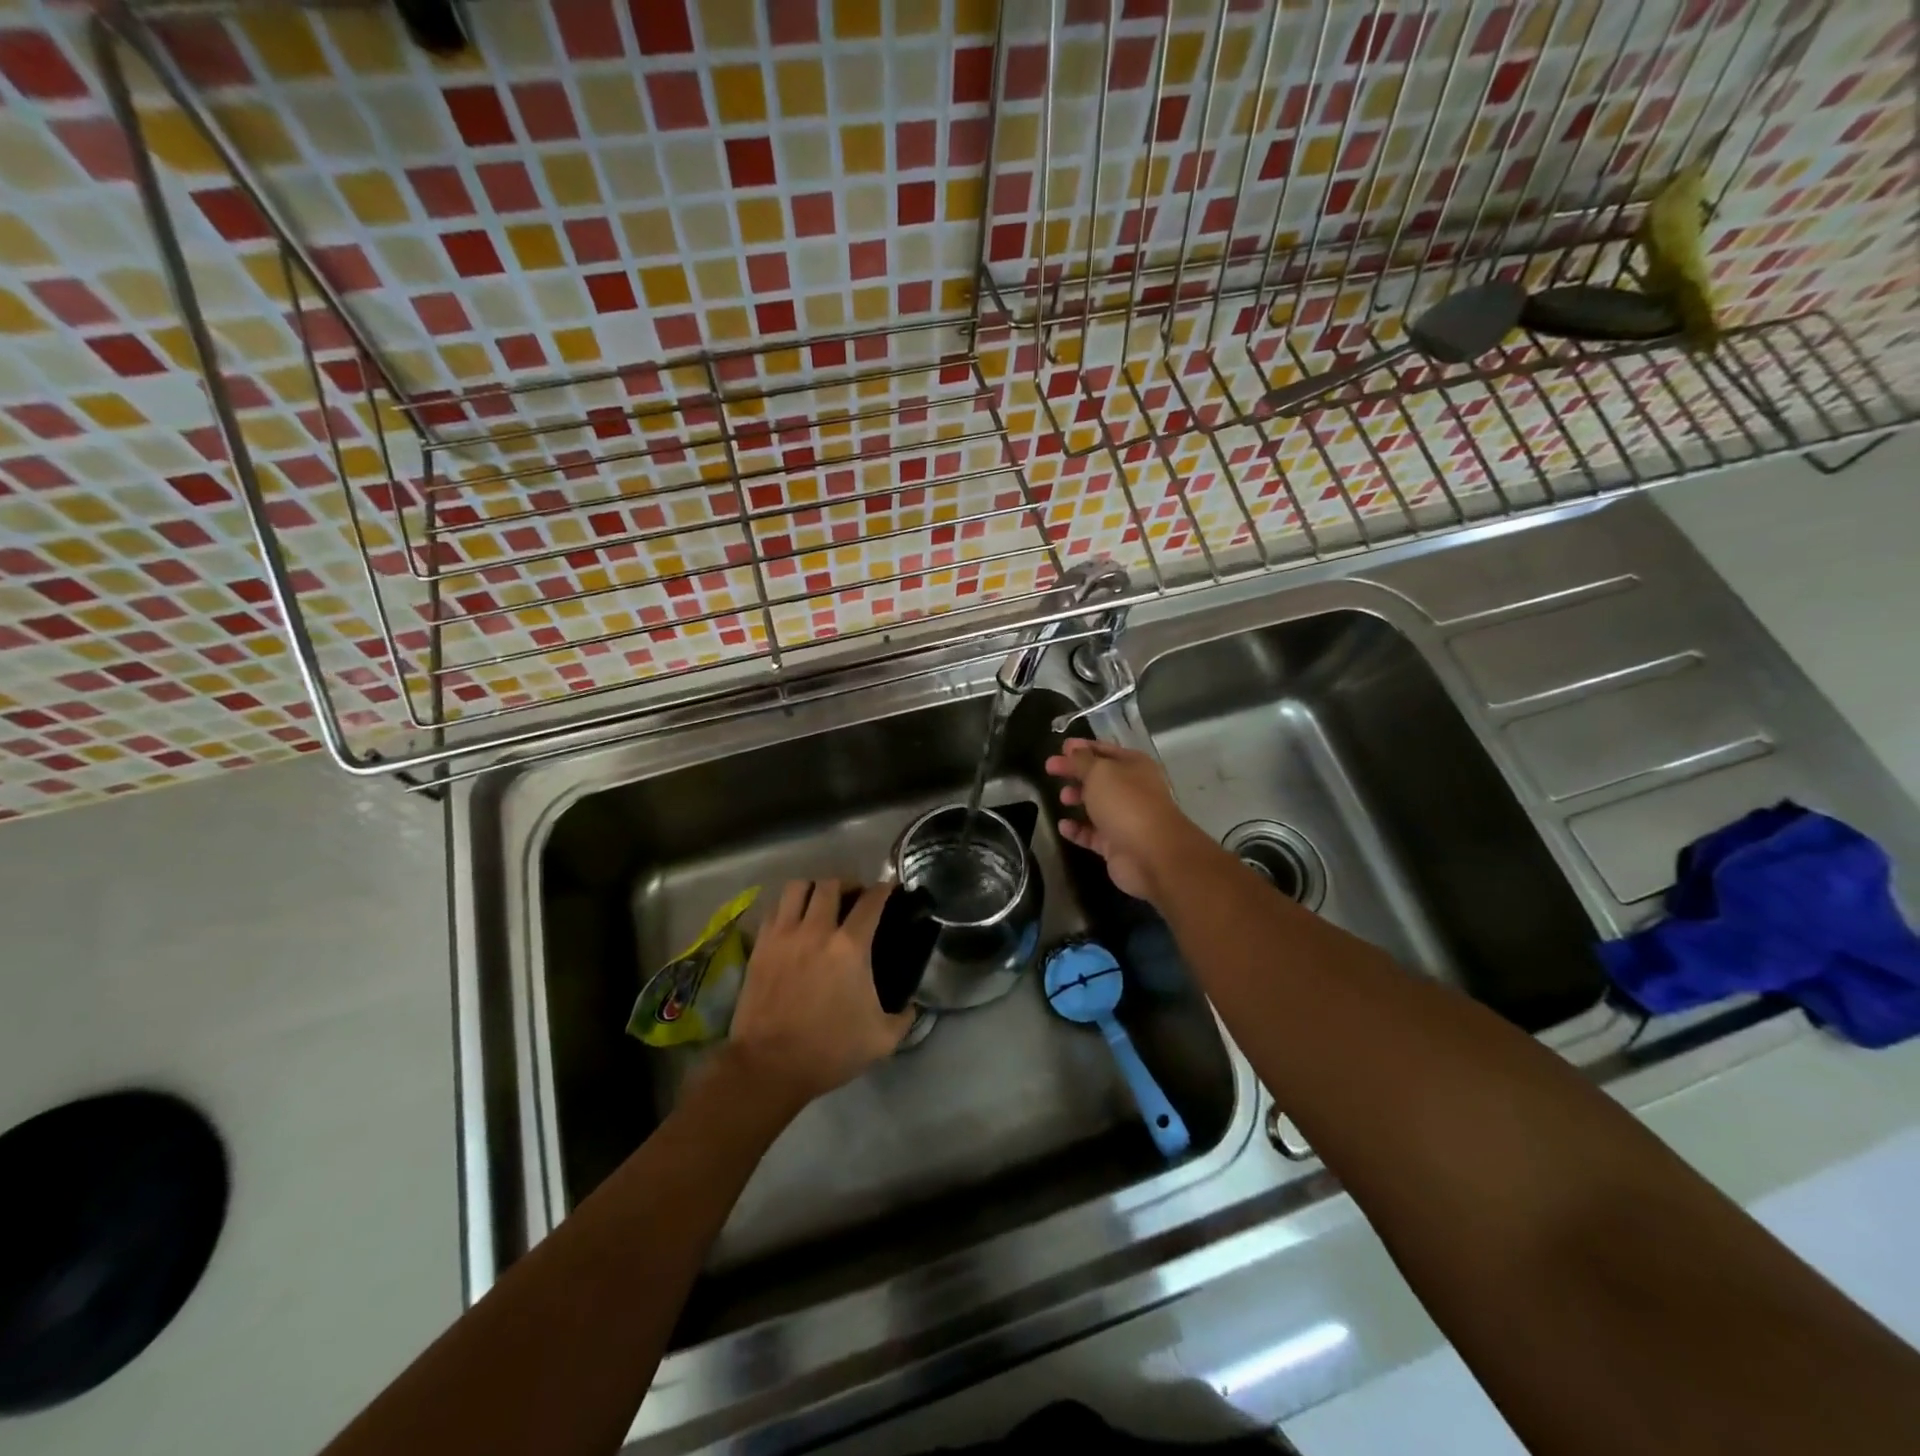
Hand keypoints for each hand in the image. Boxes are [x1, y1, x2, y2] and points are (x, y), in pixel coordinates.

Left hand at [726, 879, 914, 1115]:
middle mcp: (816, 930)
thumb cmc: (829, 1050)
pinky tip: (794, 922)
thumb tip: (913, 1005)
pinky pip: (774, 909)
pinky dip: (787, 907)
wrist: (769, 1066)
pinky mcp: (760, 946)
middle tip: (854, 897)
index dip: (884, 889)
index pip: (871, 901)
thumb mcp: (881, 1040)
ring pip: (798, 888)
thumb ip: (904, 1017)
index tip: (889, 889)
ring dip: (814, 889)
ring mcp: (784, 935)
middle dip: (847, 884)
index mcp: (850, 947)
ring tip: (821, 902)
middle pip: (831, 884)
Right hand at [1045, 738, 1203, 902]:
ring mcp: (1125, 818)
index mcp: (1134, 766)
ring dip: (1078, 799)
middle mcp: (1132, 790)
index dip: (1082, 748)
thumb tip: (1073, 751)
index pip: (1105, 750)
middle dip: (1075, 772)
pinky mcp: (1116, 844)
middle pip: (1099, 777)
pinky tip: (1063, 826)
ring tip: (1062, 798)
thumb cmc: (1125, 803)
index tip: (1060, 747)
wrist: (1151, 854)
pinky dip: (1077, 830)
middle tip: (1050, 770)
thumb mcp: (1099, 772)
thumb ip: (1082, 761)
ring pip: (1096, 805)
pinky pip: (1092, 833)